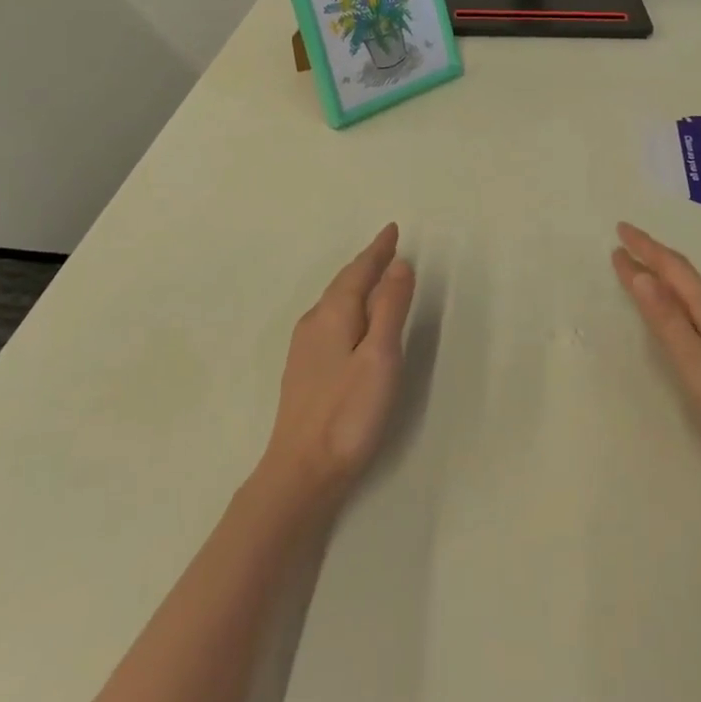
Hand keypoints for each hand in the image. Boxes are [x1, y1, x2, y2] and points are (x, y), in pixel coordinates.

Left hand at [255, 223, 415, 516]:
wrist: (301, 471)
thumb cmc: (348, 412)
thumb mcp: (380, 356)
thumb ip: (390, 308)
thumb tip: (399, 264)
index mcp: (334, 314)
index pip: (359, 270)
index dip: (378, 250)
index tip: (393, 230)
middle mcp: (314, 322)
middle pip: (344, 282)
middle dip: (367, 263)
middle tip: (388, 247)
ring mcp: (304, 347)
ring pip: (335, 301)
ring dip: (356, 283)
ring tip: (374, 275)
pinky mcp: (304, 369)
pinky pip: (330, 319)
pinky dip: (348, 305)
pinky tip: (351, 320)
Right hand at [612, 222, 700, 502]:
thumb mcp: (697, 365)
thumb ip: (668, 321)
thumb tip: (641, 274)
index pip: (674, 270)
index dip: (646, 248)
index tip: (620, 228)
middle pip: (687, 280)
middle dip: (654, 261)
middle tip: (625, 247)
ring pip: (699, 300)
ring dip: (669, 284)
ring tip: (647, 278)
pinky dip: (686, 308)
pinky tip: (687, 321)